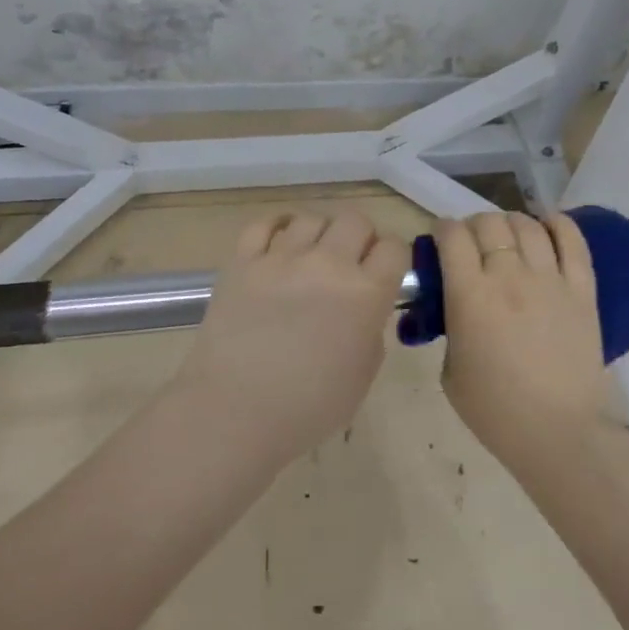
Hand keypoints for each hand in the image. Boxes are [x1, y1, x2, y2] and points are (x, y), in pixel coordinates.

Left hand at [180, 208, 409, 462]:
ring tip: (312, 257)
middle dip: (360, 238)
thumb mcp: (362, 374)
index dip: (393, 259)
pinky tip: (279, 244)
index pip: (394, 248)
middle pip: (356, 220)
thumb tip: (363, 309)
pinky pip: (263, 224)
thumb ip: (370, 330)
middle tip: (351, 264)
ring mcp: (281, 258)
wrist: (235, 411)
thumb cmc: (308, 407)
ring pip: (312, 218)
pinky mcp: (242, 261)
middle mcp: (327, 264)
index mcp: (365, 294)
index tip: (385, 274)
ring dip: (320, 234)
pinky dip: (276, 228)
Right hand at [437, 211, 613, 466]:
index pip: (452, 236)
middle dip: (473, 226)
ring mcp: (550, 279)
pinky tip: (547, 224)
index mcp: (470, 295)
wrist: (558, 432)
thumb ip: (450, 326)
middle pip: (488, 223)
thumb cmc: (494, 409)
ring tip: (507, 237)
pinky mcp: (582, 289)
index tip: (440, 240)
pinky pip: (572, 241)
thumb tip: (456, 303)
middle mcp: (509, 276)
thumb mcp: (450, 368)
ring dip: (510, 223)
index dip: (442, 230)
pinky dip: (557, 224)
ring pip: (526, 225)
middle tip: (472, 244)